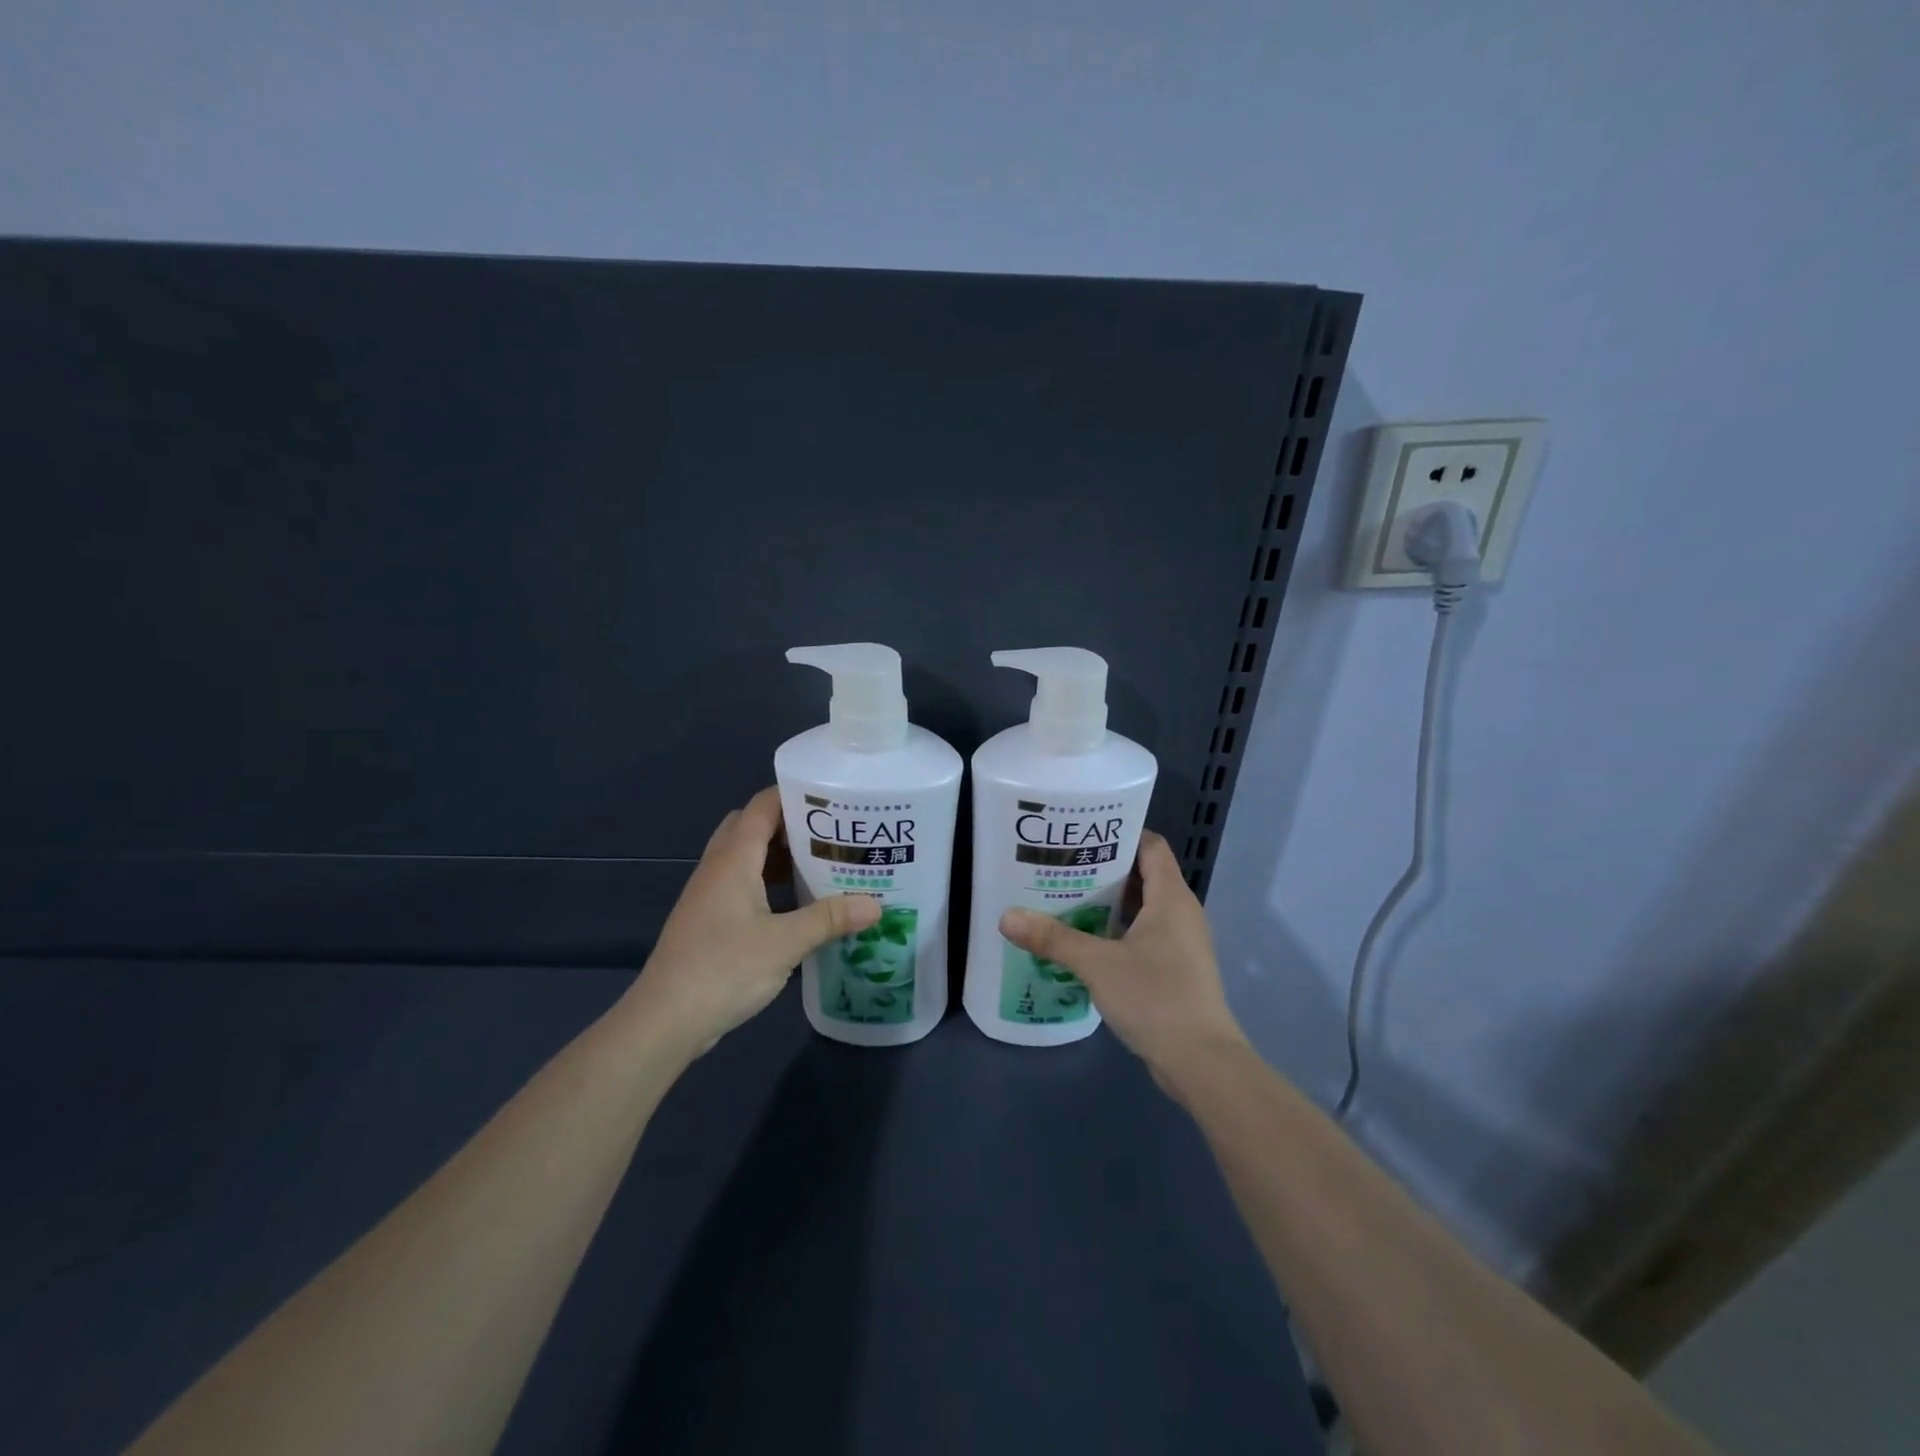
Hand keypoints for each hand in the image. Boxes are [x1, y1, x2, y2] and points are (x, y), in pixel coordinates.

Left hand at [622, 787, 880, 1056]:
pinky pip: (740, 883)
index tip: (834, 799)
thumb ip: (830, 919)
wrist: (664, 1020)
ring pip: (744, 857)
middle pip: (751, 826)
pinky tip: (794, 904)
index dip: (794, 795)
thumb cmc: (723, 970)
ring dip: (777, 855)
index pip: (762, 807)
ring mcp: (709, 895)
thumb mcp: (785, 943)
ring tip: (820, 863)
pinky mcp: (708, 920)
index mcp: (733, 860)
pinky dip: (766, 882)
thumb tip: (876, 905)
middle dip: (788, 823)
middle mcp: (718, 868)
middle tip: (830, 833)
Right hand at [1000, 831, 1247, 1083]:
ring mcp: (1180, 943)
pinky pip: (1143, 936)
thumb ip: (1053, 939)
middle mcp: (1180, 912)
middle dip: (1102, 869)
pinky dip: (1116, 932)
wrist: (1202, 1063)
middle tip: (1060, 865)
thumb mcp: (1097, 964)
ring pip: (1141, 909)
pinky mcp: (1175, 969)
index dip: (1119, 833)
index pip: (1150, 845)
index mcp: (1171, 897)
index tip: (1081, 833)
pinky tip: (1083, 942)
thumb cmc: (1155, 997)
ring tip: (1064, 898)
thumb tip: (1007, 917)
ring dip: (1107, 904)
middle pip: (1142, 875)